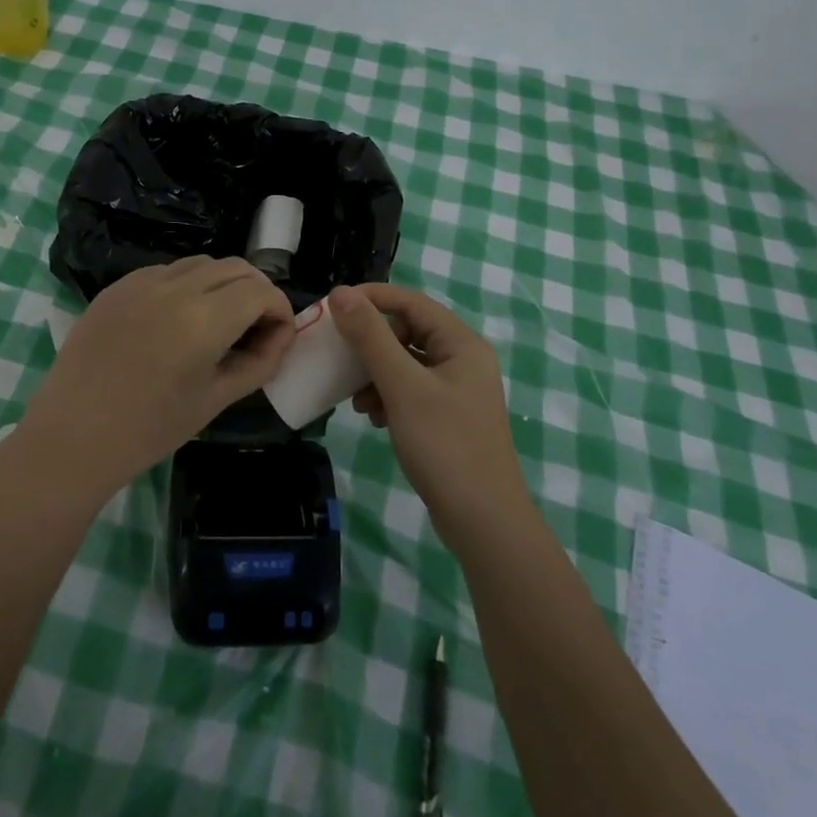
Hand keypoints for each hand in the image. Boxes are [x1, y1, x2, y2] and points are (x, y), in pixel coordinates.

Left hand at [19, 257, 295, 501]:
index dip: (279, 309)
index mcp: (204, 319)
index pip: (261, 291)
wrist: (73, 436)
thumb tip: (281, 335)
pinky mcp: (118, 286)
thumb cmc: (150, 429)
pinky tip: (177, 319)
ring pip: (202, 263)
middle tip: (256, 327)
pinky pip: (167, 271)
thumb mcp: (215, 399)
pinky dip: (187, 285)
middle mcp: (176, 287)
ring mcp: (142, 281)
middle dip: (256, 292)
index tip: (279, 335)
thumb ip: (258, 362)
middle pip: (235, 268)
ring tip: (218, 320)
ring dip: (223, 284)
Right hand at [330, 284, 530, 549]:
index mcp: (461, 343)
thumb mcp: (402, 387)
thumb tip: (341, 293)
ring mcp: (457, 390)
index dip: (371, 298)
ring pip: (406, 362)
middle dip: (371, 343)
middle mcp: (462, 359)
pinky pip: (410, 389)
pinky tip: (374, 417)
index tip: (333, 307)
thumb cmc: (445, 446)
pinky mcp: (448, 416)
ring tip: (356, 399)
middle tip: (339, 355)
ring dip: (375, 373)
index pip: (411, 302)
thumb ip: (371, 337)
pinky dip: (388, 395)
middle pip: (408, 331)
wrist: (484, 524)